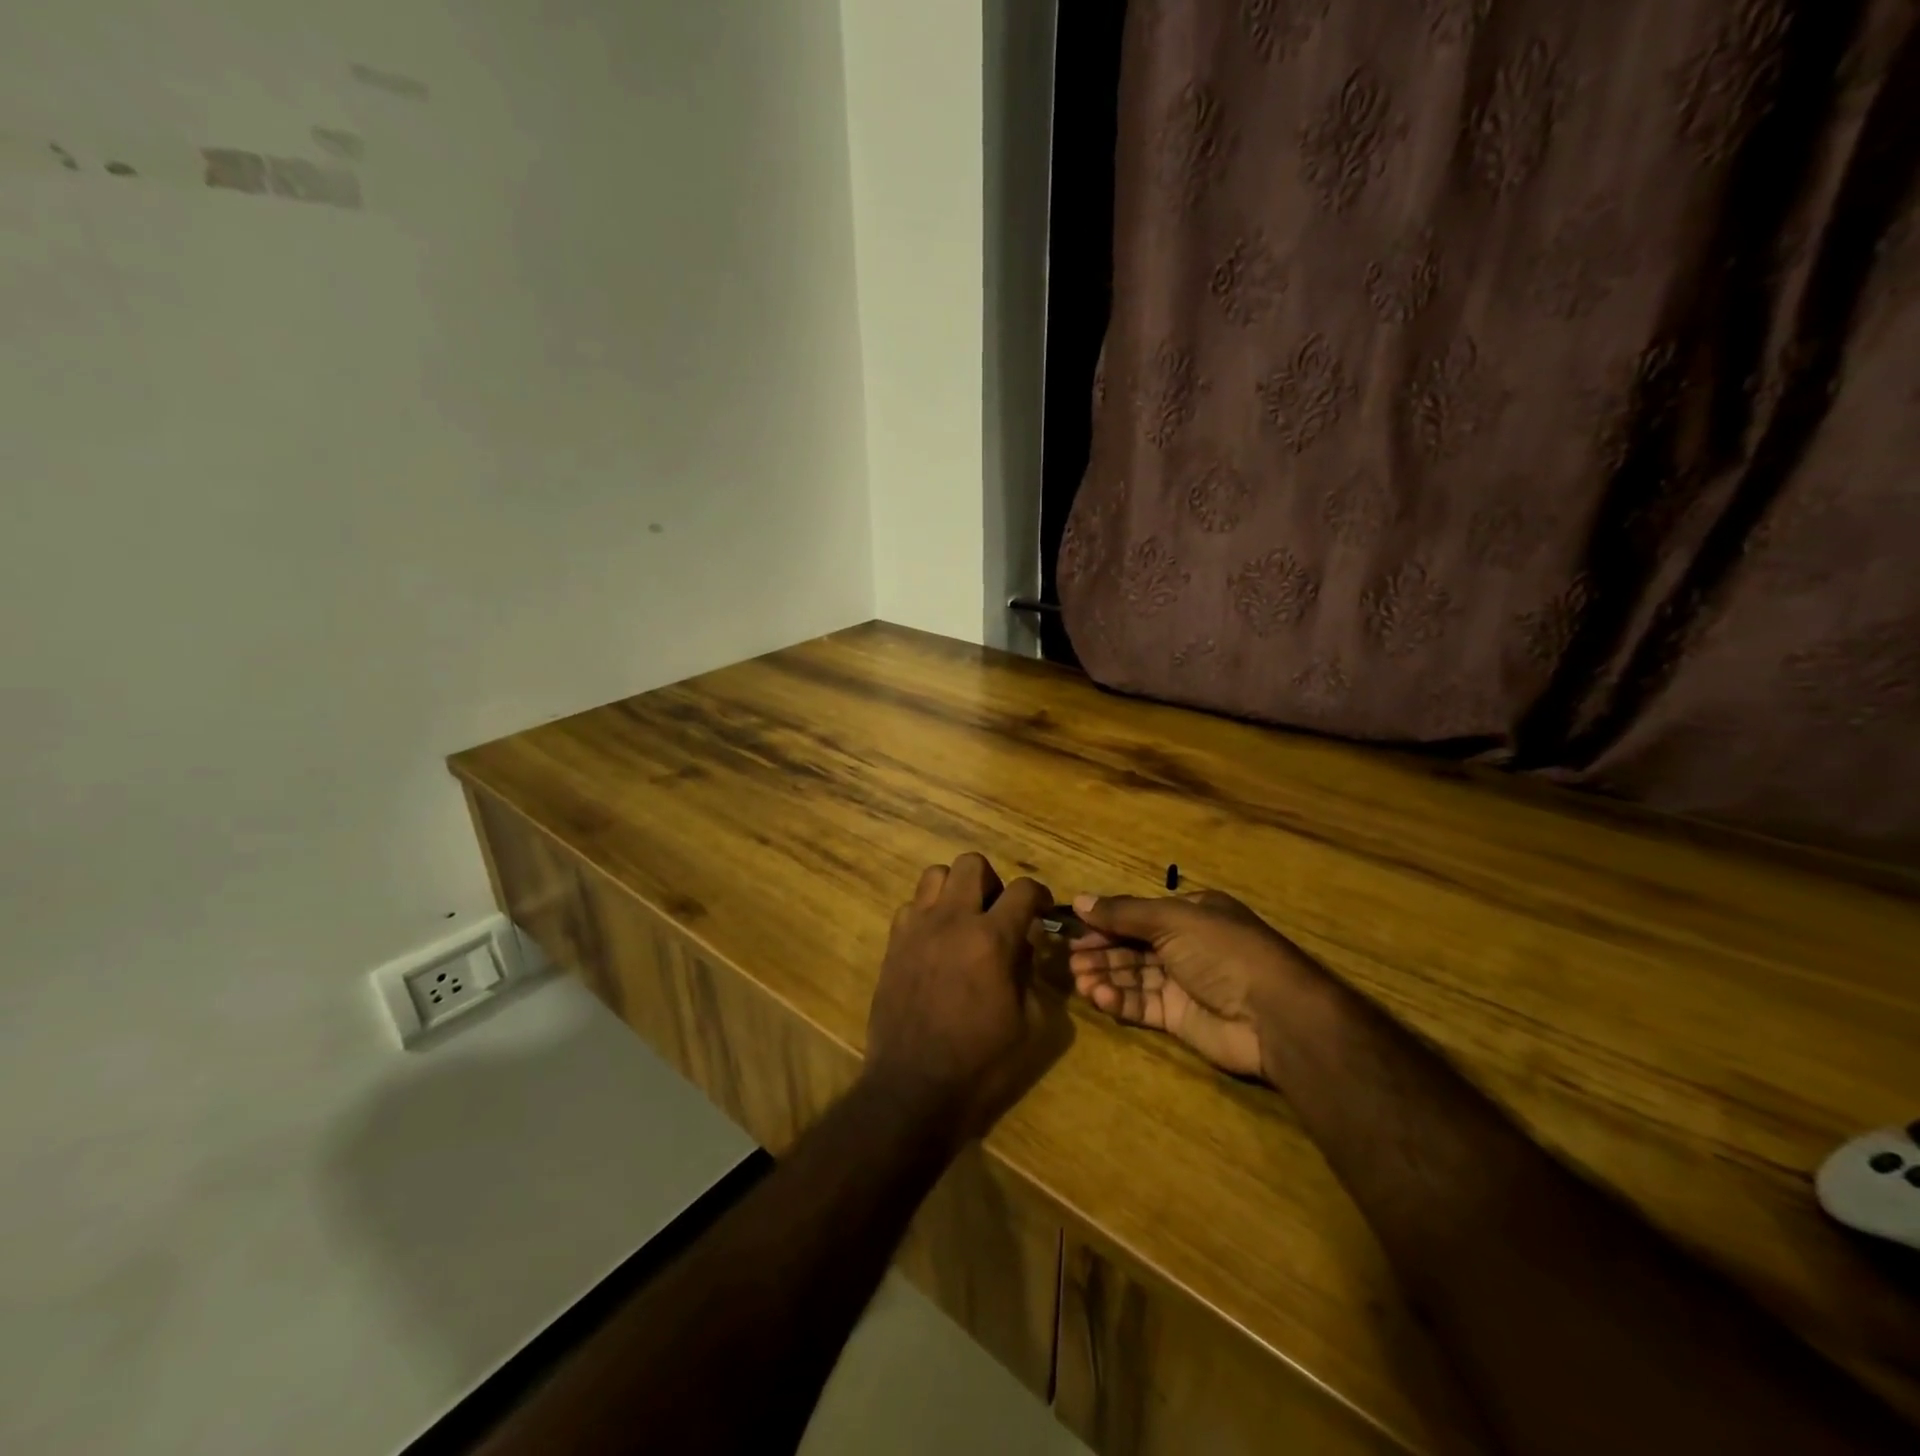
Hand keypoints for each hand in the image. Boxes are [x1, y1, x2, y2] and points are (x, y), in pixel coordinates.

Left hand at [866, 853, 1060, 1141]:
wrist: (914, 1089)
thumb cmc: (981, 1064)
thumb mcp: (1030, 1024)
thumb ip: (1031, 973)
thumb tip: (1024, 946)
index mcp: (991, 939)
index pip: (1023, 889)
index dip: (1038, 894)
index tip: (1041, 910)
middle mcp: (952, 921)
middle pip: (972, 863)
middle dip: (992, 882)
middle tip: (997, 913)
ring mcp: (917, 929)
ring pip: (935, 874)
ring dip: (956, 890)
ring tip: (964, 920)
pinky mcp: (893, 944)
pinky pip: (910, 906)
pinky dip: (927, 913)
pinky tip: (935, 942)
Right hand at [1068, 889, 1317, 1078]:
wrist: (1273, 1015)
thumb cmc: (1223, 951)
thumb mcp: (1172, 920)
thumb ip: (1123, 913)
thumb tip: (1079, 900)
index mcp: (1191, 914)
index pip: (1138, 915)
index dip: (1106, 922)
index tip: (1074, 930)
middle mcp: (1186, 945)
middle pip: (1133, 946)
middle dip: (1102, 952)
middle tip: (1071, 960)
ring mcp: (1183, 983)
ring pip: (1134, 976)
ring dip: (1106, 976)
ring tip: (1079, 980)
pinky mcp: (1180, 1018)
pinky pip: (1142, 1005)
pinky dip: (1120, 1000)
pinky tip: (1100, 997)